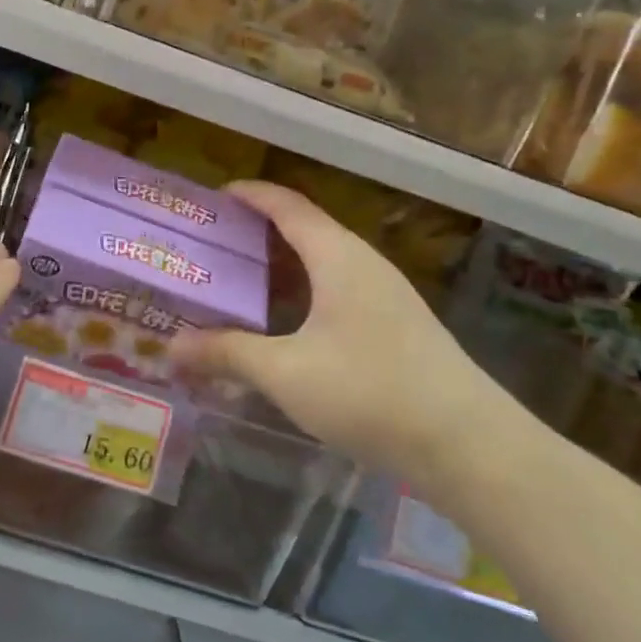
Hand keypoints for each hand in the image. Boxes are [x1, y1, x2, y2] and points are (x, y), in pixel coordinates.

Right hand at [174, 182, 514, 493]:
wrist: (469, 445)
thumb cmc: (370, 392)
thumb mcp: (285, 372)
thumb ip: (226, 353)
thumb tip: (172, 346)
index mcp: (337, 256)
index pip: (286, 205)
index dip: (248, 195)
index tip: (211, 198)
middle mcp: (362, 265)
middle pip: (303, 232)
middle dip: (254, 236)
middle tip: (210, 250)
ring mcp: (384, 296)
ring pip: (320, 267)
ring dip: (278, 271)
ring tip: (236, 288)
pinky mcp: (395, 328)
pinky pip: (335, 294)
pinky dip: (300, 298)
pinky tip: (281, 331)